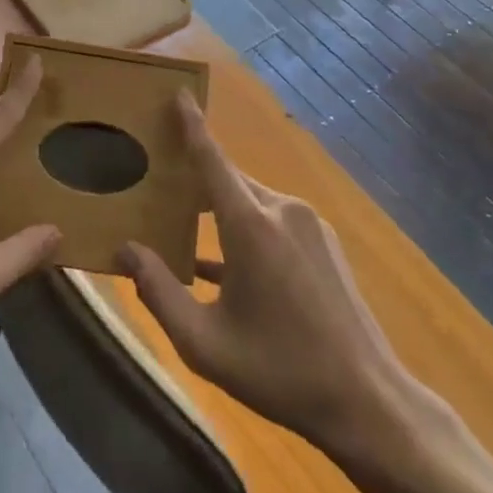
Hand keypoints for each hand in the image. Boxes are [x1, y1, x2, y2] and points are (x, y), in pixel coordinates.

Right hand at [120, 94, 400, 455]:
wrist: (367, 401)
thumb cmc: (279, 370)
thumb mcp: (204, 343)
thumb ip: (158, 291)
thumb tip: (125, 250)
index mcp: (250, 225)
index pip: (212, 158)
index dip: (193, 124)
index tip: (180, 92)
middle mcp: (281, 210)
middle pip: (228, 180)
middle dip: (196, 180)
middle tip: (161, 187)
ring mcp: (309, 224)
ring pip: (251, 201)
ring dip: (222, 212)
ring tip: (190, 232)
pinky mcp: (324, 242)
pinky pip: (274, 220)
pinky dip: (248, 230)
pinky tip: (231, 267)